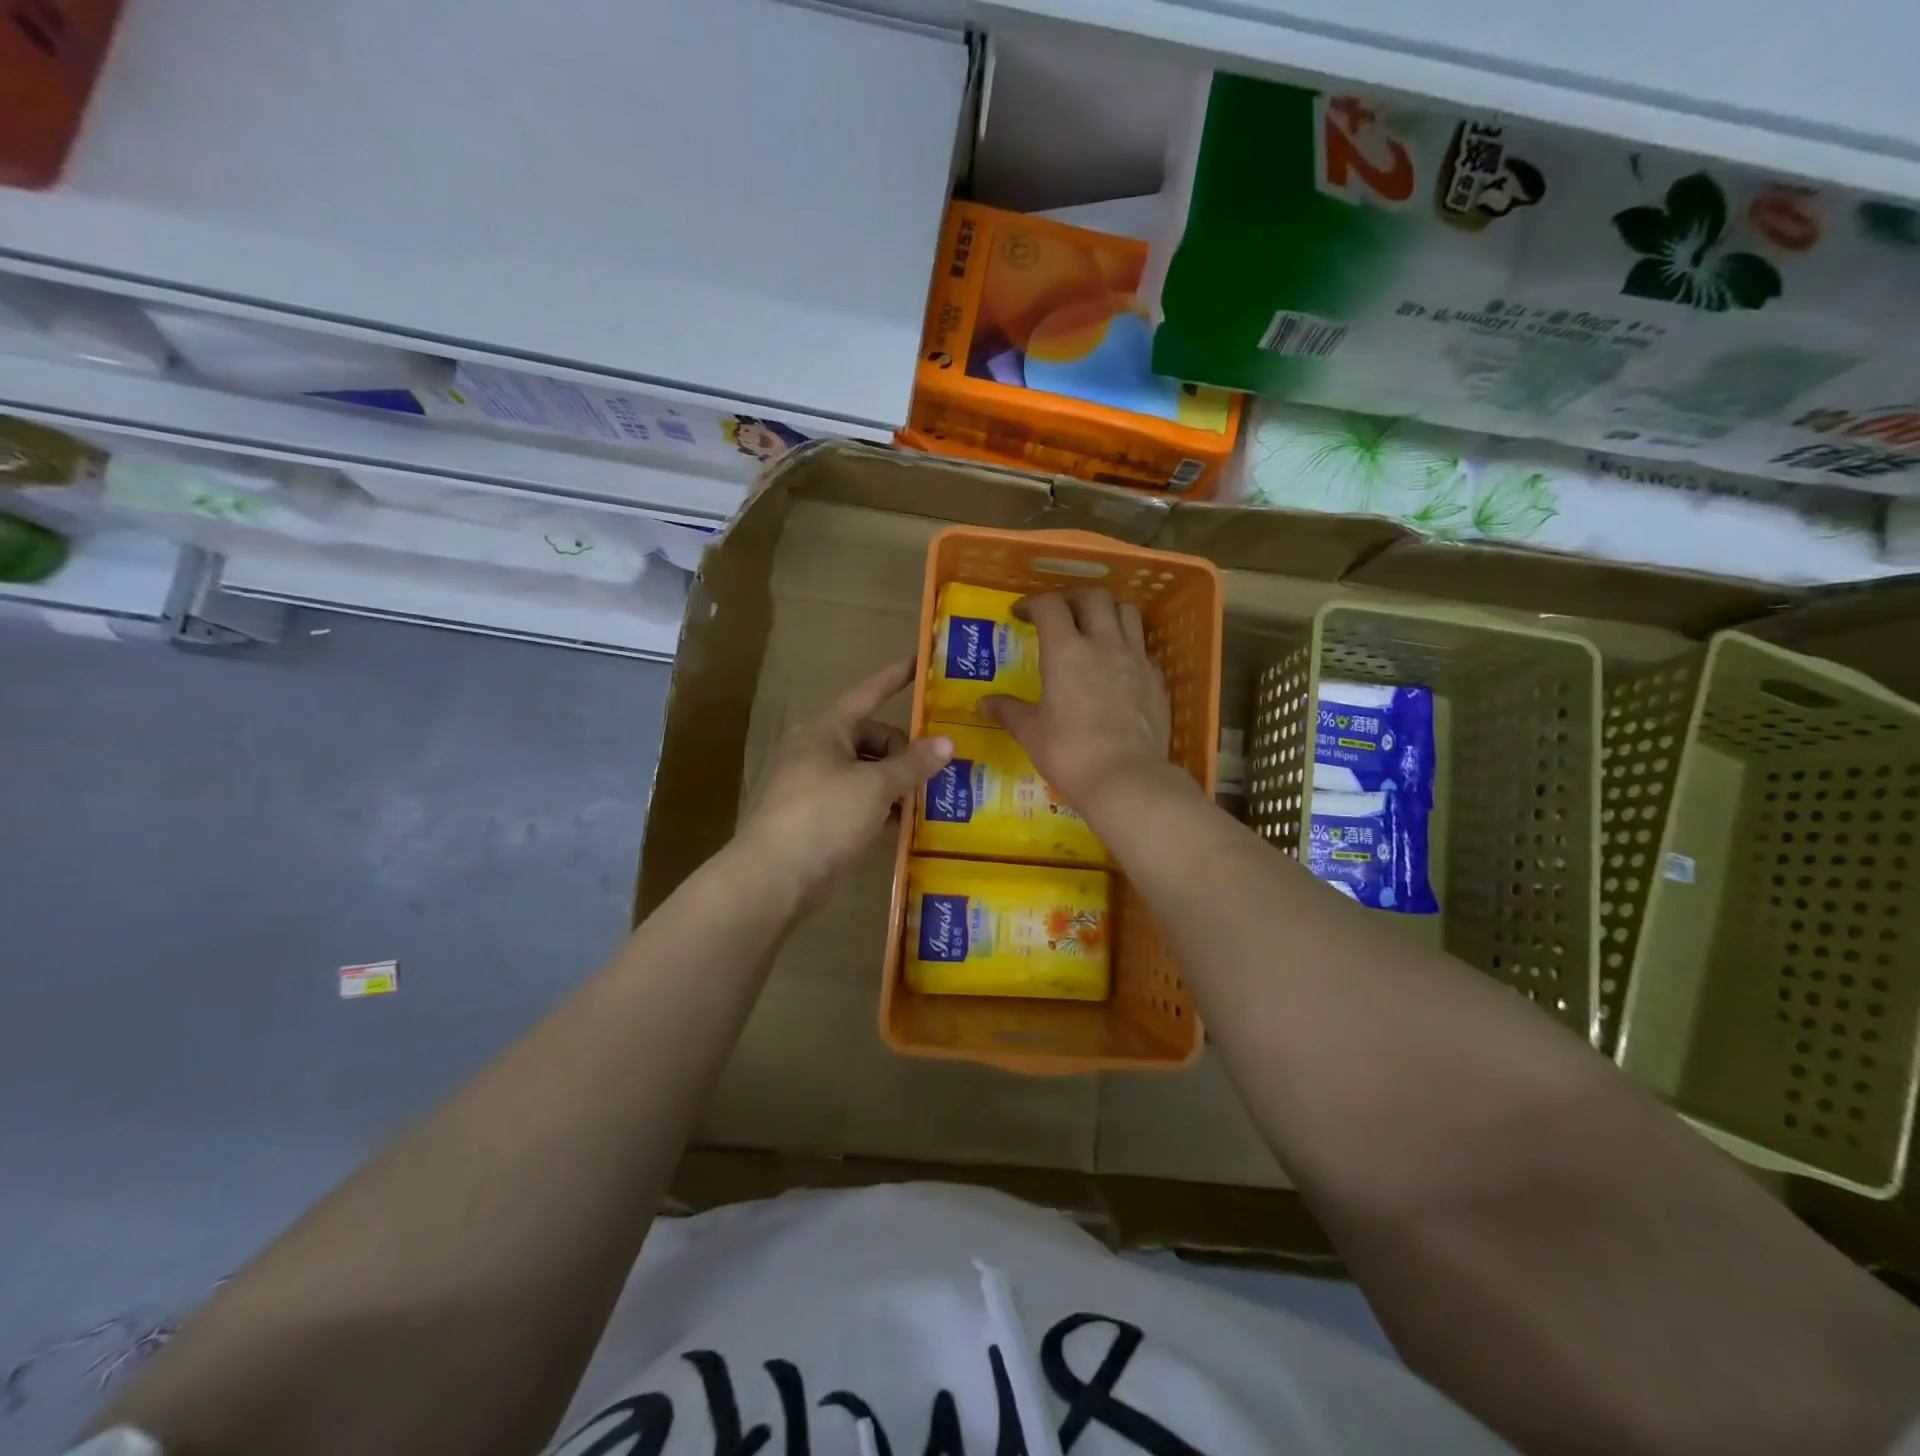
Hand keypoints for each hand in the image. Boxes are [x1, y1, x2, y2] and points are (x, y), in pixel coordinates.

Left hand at [737, 658, 952, 912]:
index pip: (868, 693)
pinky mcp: (819, 819)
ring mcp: (816, 786)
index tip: (919, 663)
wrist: (774, 877)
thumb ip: (913, 763)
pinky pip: (859, 802)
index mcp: (826, 730)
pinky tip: (907, 825)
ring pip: (867, 773)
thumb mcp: (876, 786)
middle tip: (938, 772)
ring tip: (932, 799)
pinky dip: (882, 809)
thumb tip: (947, 742)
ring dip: (897, 784)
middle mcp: (819, 751)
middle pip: (872, 738)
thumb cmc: (824, 815)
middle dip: (905, 753)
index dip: (895, 678)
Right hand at [981, 589, 1172, 811]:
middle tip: (1058, 614)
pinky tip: (1118, 664)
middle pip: (1093, 597)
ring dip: (1106, 611)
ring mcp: (1136, 659)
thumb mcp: (1031, 733)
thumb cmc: (1070, 754)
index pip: (1050, 605)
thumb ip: (1008, 712)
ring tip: (1093, 627)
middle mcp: (1103, 644)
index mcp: (1066, 651)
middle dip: (1072, 598)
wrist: (1127, 779)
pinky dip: (1128, 643)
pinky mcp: (1157, 679)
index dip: (1032, 603)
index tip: (1020, 614)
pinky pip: (1144, 646)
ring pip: (1126, 612)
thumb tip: (983, 704)